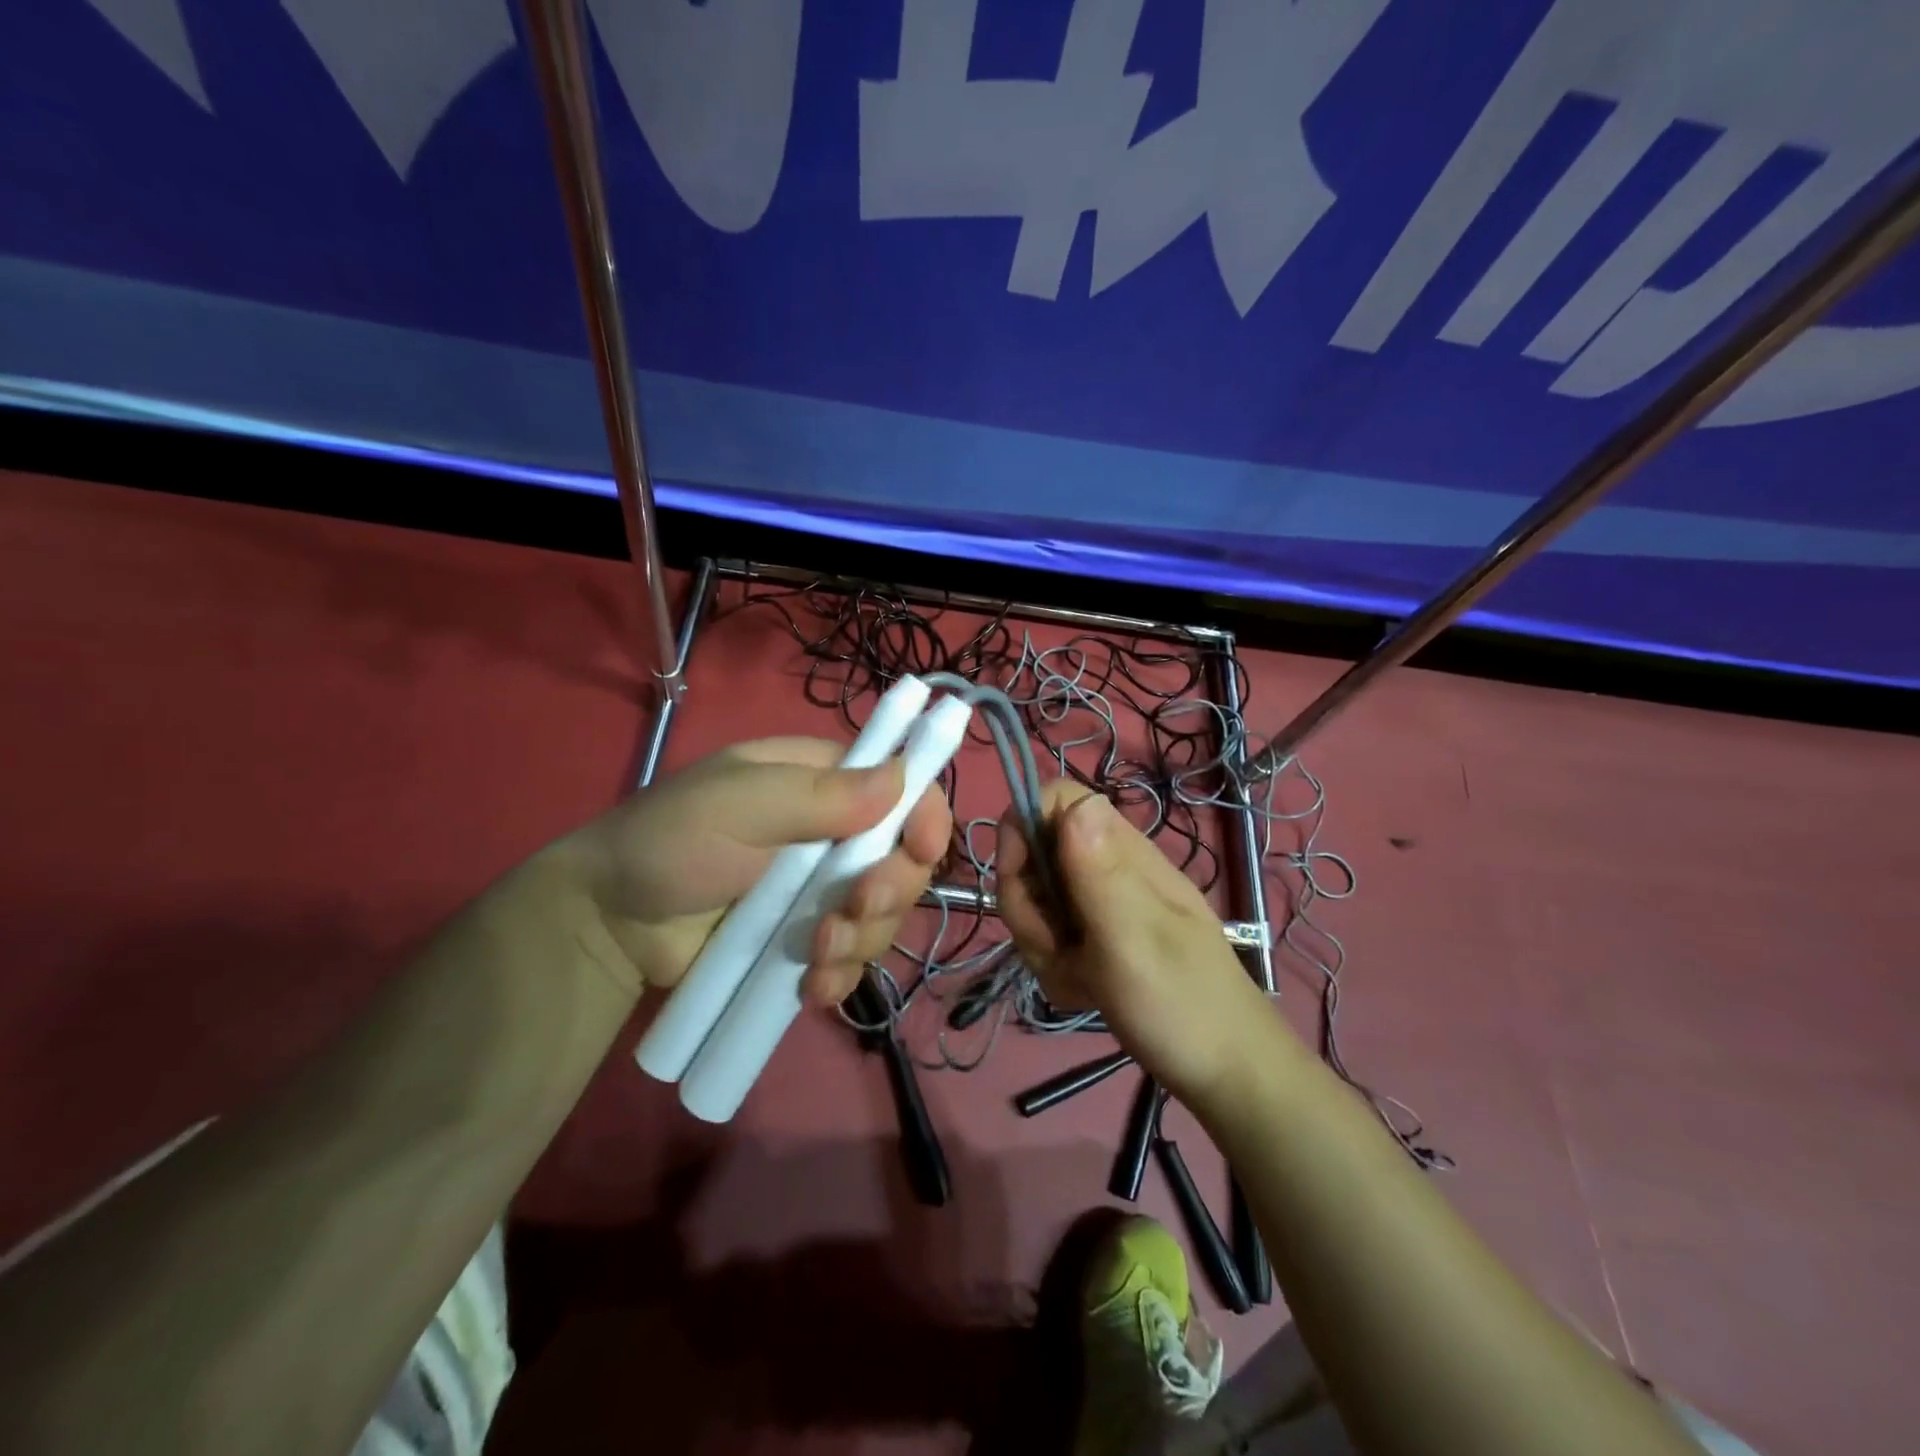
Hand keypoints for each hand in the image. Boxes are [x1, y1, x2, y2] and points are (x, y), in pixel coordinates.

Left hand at [554, 737, 950, 1004]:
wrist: (612, 928)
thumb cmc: (668, 844)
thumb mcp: (735, 805)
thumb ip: (816, 794)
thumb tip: (900, 778)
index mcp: (819, 782)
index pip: (901, 786)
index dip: (923, 815)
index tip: (921, 850)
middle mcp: (833, 833)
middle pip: (904, 858)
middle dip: (888, 890)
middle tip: (851, 909)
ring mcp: (822, 891)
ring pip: (884, 915)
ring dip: (861, 939)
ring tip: (814, 954)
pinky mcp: (809, 941)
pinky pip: (853, 959)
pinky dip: (841, 976)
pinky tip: (811, 988)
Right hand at [998, 781, 1283, 1108]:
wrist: (1225, 1073)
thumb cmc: (1182, 1004)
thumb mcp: (1134, 939)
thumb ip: (1100, 873)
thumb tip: (1077, 801)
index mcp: (1121, 852)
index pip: (1055, 799)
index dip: (1022, 827)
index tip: (1019, 880)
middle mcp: (1107, 867)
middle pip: (1034, 854)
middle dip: (1028, 905)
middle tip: (1055, 947)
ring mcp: (1102, 904)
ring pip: (1037, 901)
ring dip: (1042, 943)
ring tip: (1079, 979)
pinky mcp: (1098, 939)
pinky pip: (1051, 938)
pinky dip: (1057, 968)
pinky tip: (1086, 992)